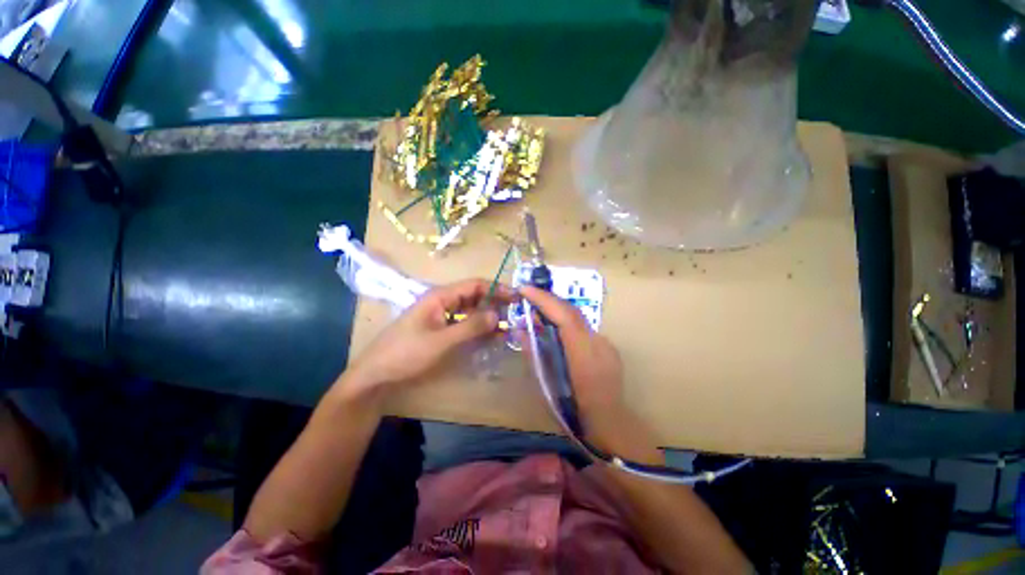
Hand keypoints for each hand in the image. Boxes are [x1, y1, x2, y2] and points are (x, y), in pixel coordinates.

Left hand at [341, 279, 506, 401]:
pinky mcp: (442, 330)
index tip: (517, 298)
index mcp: (441, 296)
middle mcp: (443, 302)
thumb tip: (498, 314)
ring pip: (471, 311)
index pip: (475, 284)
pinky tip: (492, 337)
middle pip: (475, 297)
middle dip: (495, 304)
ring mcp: (442, 317)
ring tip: (509, 327)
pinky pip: (465, 325)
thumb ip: (470, 327)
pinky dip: (479, 329)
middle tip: (517, 315)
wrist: (376, 376)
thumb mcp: (440, 341)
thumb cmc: (405, 354)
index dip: (497, 288)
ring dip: (489, 318)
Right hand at [518, 286, 630, 448]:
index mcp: (584, 355)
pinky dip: (566, 323)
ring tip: (537, 310)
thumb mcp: (546, 384)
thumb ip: (534, 353)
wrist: (610, 427)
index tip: (525, 289)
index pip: (565, 316)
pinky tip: (555, 330)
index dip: (544, 300)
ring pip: (578, 318)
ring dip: (556, 310)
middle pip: (572, 311)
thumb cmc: (574, 413)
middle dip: (548, 300)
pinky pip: (583, 328)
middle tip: (527, 297)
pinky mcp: (608, 347)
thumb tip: (521, 329)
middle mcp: (599, 343)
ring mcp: (607, 344)